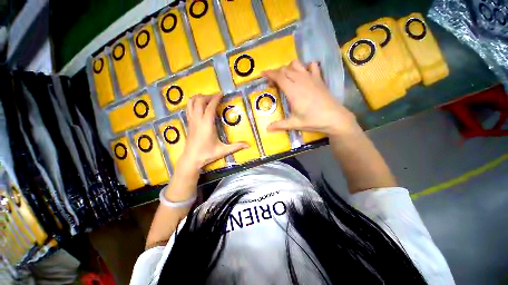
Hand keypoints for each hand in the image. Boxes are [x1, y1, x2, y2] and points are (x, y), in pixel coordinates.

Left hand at [177, 95, 248, 171]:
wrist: (191, 159)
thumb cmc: (207, 154)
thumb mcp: (223, 150)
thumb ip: (236, 146)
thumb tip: (249, 145)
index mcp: (207, 125)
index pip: (210, 107)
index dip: (215, 98)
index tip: (221, 94)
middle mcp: (198, 120)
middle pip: (199, 101)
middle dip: (207, 96)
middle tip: (216, 97)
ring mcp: (191, 121)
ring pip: (191, 103)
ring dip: (198, 98)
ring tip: (207, 99)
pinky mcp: (188, 123)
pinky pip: (188, 108)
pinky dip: (193, 103)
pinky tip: (199, 106)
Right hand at [263, 60, 359, 137]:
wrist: (334, 118)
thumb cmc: (312, 120)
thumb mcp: (294, 124)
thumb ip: (279, 125)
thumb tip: (267, 129)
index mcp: (293, 91)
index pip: (279, 76)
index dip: (269, 74)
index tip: (262, 74)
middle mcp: (300, 80)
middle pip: (285, 69)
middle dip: (276, 73)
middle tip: (272, 83)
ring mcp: (311, 78)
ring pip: (297, 64)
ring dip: (289, 68)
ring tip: (286, 78)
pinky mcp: (319, 79)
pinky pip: (312, 66)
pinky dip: (305, 67)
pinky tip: (304, 75)